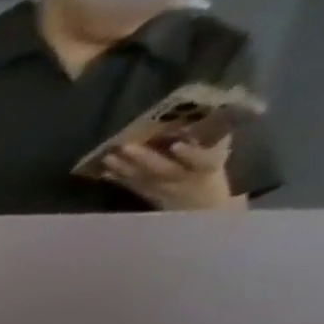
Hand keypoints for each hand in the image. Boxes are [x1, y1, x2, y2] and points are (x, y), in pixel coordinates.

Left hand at [102, 136, 242, 211]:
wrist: (199, 209)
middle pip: (161, 170)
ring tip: (106, 157)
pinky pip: (131, 187)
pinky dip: (118, 179)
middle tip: (124, 146)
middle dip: (143, 158)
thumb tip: (206, 114)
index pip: (202, 161)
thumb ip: (213, 139)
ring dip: (122, 168)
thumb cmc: (211, 174)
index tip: (178, 144)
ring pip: (141, 178)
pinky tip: (104, 172)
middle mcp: (182, 180)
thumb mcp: (219, 156)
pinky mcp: (147, 196)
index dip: (190, 153)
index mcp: (208, 167)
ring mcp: (161, 190)